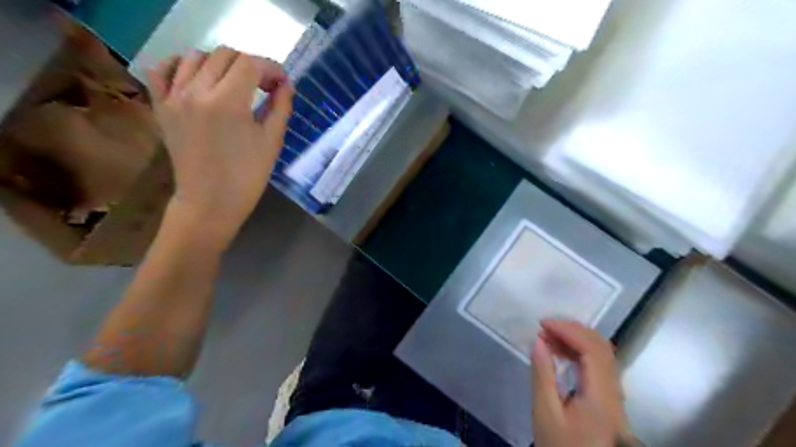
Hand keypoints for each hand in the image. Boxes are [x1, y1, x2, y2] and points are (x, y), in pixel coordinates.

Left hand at [145, 47, 291, 248]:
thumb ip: (280, 107)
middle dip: (250, 65)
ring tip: (235, 84)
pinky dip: (180, 65)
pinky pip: (162, 70)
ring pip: (196, 57)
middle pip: (225, 55)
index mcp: (228, 102)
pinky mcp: (161, 106)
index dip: (271, 68)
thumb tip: (285, 85)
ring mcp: (174, 97)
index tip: (282, 83)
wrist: (210, 202)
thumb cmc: (247, 176)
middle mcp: (197, 91)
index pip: (251, 64)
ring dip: (221, 64)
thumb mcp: (272, 141)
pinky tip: (197, 77)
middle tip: (264, 86)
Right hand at [527, 320, 635, 446]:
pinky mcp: (610, 399)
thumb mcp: (545, 414)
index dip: (568, 330)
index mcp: (601, 396)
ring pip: (602, 354)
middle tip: (545, 327)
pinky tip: (561, 352)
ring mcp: (614, 395)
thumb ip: (542, 375)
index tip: (542, 324)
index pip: (592, 349)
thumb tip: (539, 341)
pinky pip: (599, 364)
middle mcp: (614, 391)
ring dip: (576, 339)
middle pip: (602, 347)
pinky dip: (579, 351)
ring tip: (549, 337)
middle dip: (573, 330)